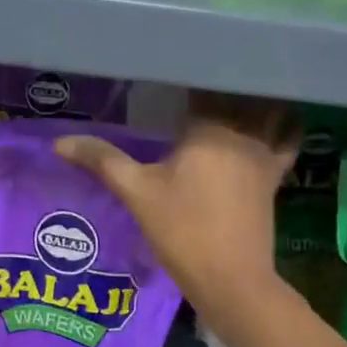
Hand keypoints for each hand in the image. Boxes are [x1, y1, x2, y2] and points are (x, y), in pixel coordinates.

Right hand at [56, 92, 297, 314]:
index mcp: (209, 128)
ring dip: (251, 97)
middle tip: (194, 79)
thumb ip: (102, 160)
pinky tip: (273, 119)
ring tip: (230, 91)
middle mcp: (243, 131)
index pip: (202, 85)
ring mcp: (265, 153)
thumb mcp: (136, 193)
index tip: (170, 67)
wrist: (231, 279)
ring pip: (266, 110)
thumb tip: (59, 142)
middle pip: (237, 93)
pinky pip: (286, 139)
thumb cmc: (182, 231)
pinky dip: (283, 124)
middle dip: (218, 83)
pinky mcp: (275, 175)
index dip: (188, 74)